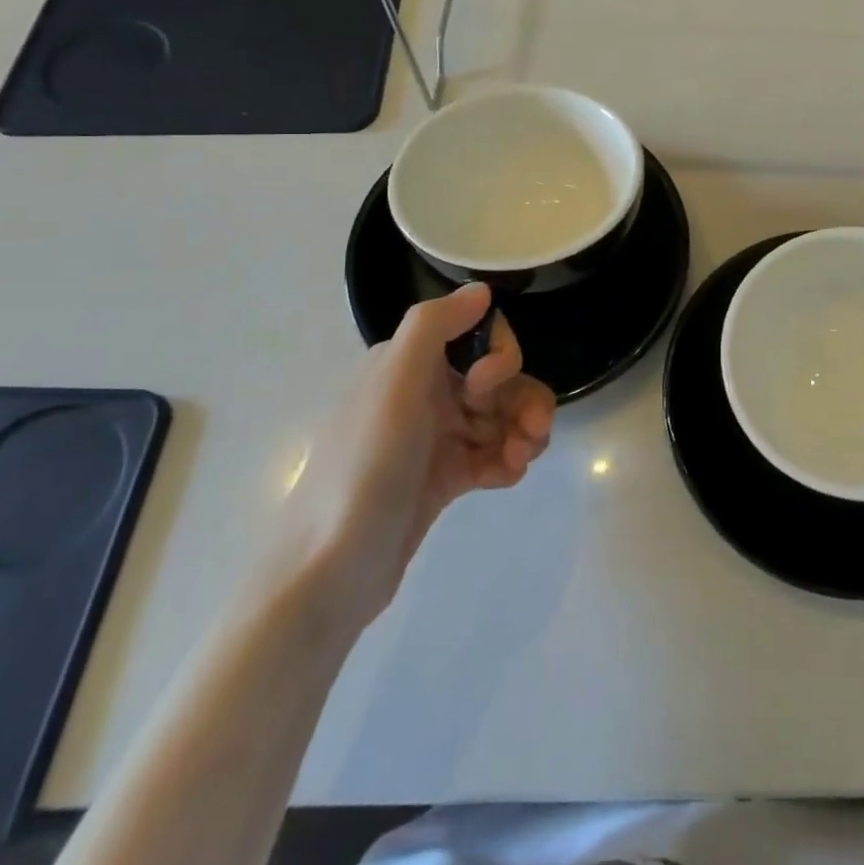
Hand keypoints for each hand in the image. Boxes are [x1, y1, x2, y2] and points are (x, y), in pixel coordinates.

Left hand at [270, 284, 555, 632]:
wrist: (329, 573)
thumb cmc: (365, 467)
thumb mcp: (394, 384)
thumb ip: (435, 325)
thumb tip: (481, 290)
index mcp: (408, 363)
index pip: (475, 335)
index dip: (498, 355)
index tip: (487, 386)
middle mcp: (422, 392)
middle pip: (497, 379)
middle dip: (523, 397)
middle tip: (534, 431)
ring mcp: (433, 438)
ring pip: (500, 417)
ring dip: (523, 430)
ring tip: (523, 459)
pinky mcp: (443, 478)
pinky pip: (491, 454)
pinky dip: (507, 460)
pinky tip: (508, 477)